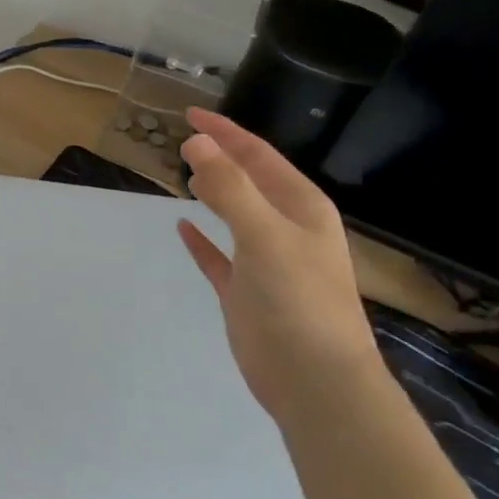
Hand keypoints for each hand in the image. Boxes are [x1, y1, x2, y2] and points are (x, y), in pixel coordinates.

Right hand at [176, 109, 384, 428]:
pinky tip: (183, 226)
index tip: (189, 115)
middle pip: (248, 180)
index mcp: (300, 208)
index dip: (225, 133)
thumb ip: (229, 187)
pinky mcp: (246, 291)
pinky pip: (219, 255)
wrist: (316, 383)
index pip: (258, 156)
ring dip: (212, 192)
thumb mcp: (265, 234)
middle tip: (182, 141)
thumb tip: (196, 142)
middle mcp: (286, 228)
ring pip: (234, 214)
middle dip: (220, 158)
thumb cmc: (298, 300)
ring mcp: (266, 261)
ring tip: (184, 174)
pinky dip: (202, 239)